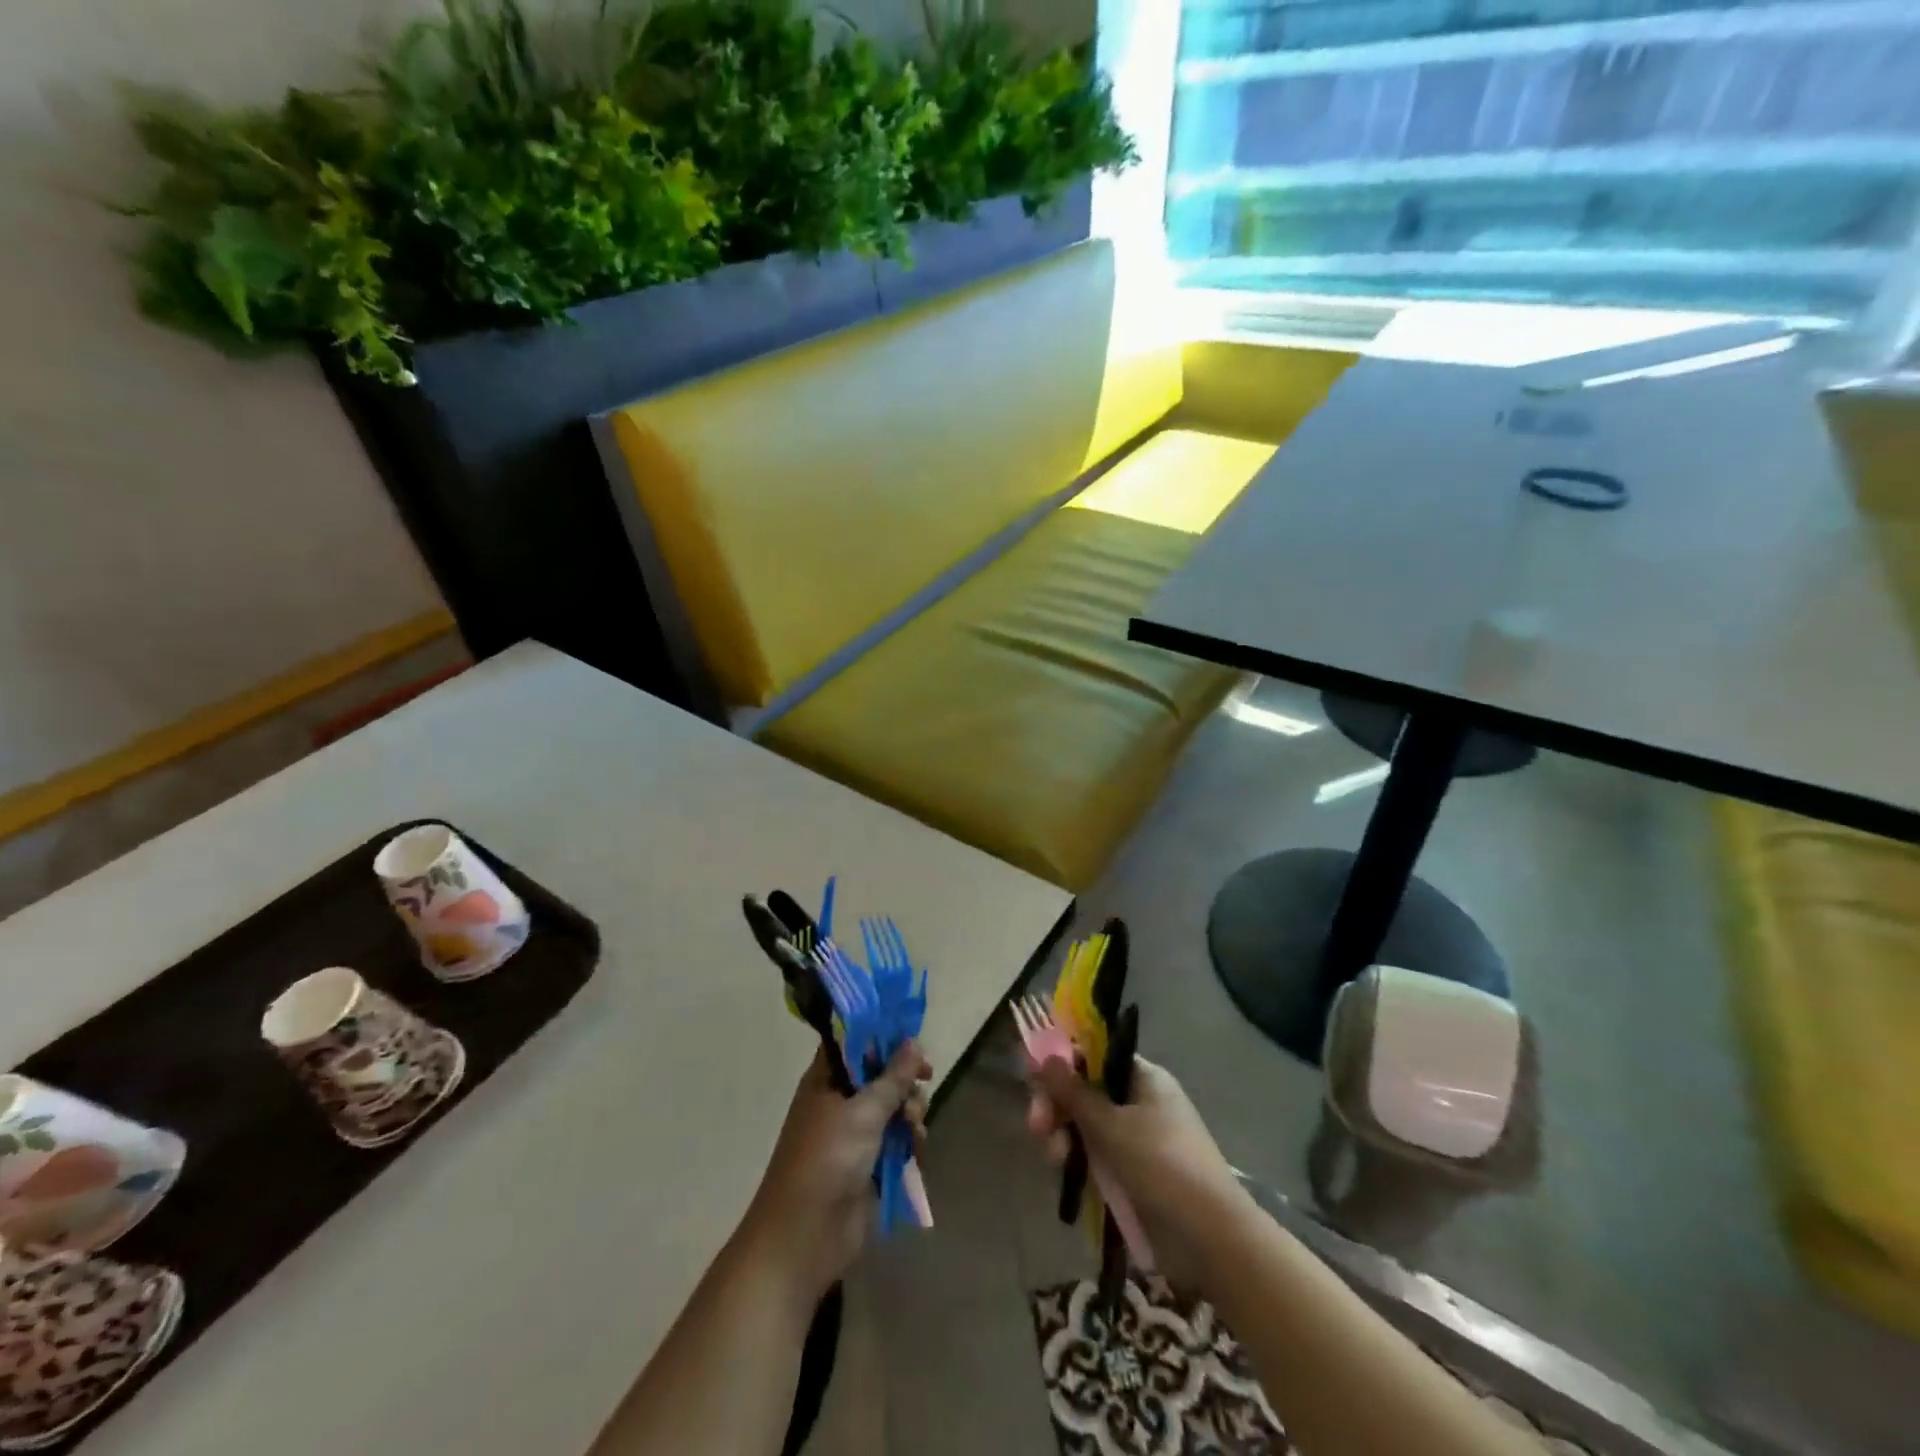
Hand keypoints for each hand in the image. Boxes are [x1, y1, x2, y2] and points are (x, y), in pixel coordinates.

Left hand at [740, 1042, 930, 1304]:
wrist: (805, 1236)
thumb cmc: (828, 1160)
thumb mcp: (864, 1112)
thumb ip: (893, 1077)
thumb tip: (913, 1042)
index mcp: (827, 1079)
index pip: (855, 1041)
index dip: (883, 1036)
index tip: (913, 1039)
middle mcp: (839, 1100)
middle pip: (881, 1074)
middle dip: (905, 1079)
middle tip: (925, 1080)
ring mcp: (854, 1134)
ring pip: (894, 1107)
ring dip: (911, 1111)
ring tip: (915, 1126)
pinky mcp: (868, 1164)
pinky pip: (897, 1139)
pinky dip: (910, 1140)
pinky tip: (917, 1149)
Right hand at [1028, 1054, 1252, 1294]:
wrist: (1211, 1237)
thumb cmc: (1162, 1165)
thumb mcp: (1111, 1126)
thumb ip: (1074, 1092)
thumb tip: (1047, 1056)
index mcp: (1143, 1078)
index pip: (1095, 1056)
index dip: (1064, 1064)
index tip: (1035, 1079)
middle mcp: (1141, 1101)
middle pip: (1087, 1091)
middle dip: (1058, 1106)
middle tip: (1036, 1127)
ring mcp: (1139, 1139)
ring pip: (1088, 1126)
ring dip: (1065, 1136)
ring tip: (1055, 1159)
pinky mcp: (1135, 1174)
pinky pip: (1099, 1156)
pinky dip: (1081, 1161)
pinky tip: (1066, 1173)